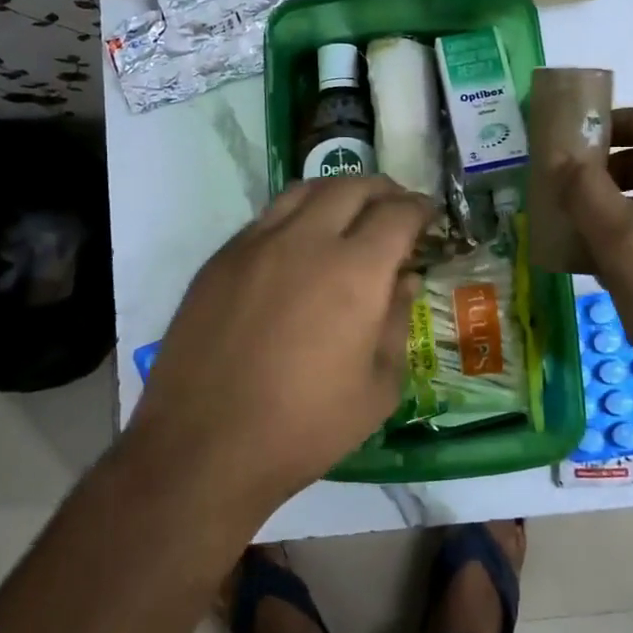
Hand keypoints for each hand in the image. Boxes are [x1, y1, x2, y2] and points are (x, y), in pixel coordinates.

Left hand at [130, 175, 432, 526]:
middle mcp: (304, 241)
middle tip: (394, 208)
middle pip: (350, 186)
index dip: (420, 209)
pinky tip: (298, 245)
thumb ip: (397, 323)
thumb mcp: (378, 388)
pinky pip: (266, 218)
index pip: (397, 214)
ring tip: (348, 212)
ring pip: (303, 190)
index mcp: (354, 272)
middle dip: (382, 190)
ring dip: (336, 192)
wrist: (204, 446)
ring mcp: (255, 244)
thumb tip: (403, 281)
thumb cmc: (304, 427)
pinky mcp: (220, 260)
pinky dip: (296, 216)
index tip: (428, 216)